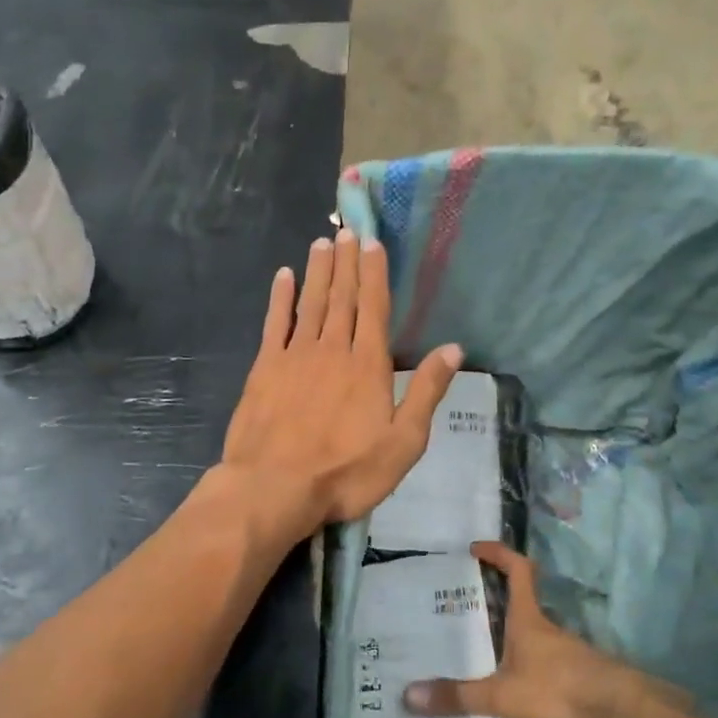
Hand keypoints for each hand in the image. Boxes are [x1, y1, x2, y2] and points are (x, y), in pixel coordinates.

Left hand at [221, 230, 461, 533]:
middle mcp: (332, 349)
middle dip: (346, 262)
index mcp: (368, 365)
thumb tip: (453, 349)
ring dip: (318, 271)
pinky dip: (279, 298)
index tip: (373, 243)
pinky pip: (274, 324)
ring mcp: (294, 356)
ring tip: (322, 242)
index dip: (374, 273)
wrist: (275, 487)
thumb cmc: (346, 472)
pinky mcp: (264, 369)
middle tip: (347, 230)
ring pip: (310, 303)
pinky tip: (283, 277)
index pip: (373, 308)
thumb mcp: (403, 443)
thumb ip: (426, 392)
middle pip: (341, 298)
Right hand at [404, 542, 673, 717]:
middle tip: (466, 605)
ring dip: (513, 633)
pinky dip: (530, 661)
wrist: (622, 711)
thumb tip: (409, 695)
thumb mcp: (501, 696)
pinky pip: (548, 659)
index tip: (476, 547)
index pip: (517, 570)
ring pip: (536, 632)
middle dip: (497, 597)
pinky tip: (517, 683)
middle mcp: (548, 628)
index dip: (498, 553)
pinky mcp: (582, 674)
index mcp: (528, 619)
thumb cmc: (557, 689)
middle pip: (524, 600)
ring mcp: (569, 650)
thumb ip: (458, 697)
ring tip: (484, 649)